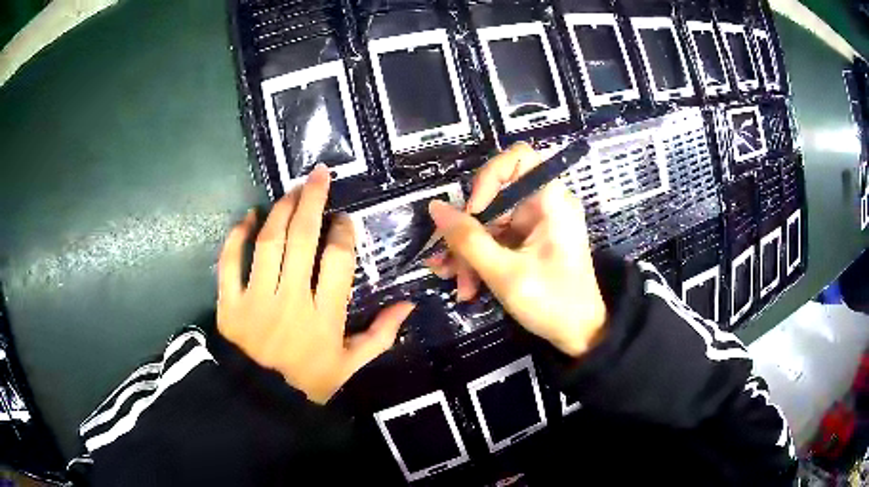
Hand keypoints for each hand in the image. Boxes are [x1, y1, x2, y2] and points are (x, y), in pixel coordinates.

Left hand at [217, 165, 414, 403]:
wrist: (259, 402)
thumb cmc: (307, 382)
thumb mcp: (350, 366)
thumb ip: (380, 336)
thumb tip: (408, 304)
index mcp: (325, 317)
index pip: (337, 261)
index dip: (343, 233)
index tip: (344, 219)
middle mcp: (291, 300)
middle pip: (302, 239)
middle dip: (312, 201)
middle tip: (318, 175)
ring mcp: (257, 298)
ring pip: (268, 242)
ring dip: (280, 210)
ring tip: (291, 190)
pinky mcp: (230, 301)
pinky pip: (230, 261)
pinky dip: (236, 236)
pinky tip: (248, 217)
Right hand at [425, 143, 606, 356]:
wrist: (580, 335)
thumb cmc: (553, 303)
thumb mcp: (505, 273)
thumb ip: (468, 240)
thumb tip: (435, 207)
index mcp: (551, 201)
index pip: (519, 157)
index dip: (490, 177)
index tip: (474, 213)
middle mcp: (544, 205)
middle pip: (495, 197)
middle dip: (469, 232)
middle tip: (450, 265)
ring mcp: (536, 224)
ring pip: (490, 223)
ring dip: (469, 253)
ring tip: (457, 284)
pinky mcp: (529, 242)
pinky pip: (497, 240)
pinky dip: (480, 260)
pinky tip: (466, 285)